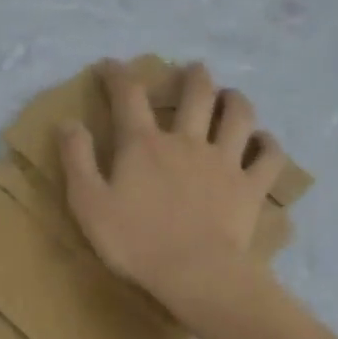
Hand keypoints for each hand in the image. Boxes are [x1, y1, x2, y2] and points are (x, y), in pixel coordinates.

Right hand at [60, 59, 285, 319]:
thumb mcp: (88, 203)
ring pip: (239, 116)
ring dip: (235, 99)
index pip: (129, 96)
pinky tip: (263, 141)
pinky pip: (269, 157)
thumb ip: (76, 160)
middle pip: (197, 94)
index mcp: (144, 145)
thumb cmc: (135, 241)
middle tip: (192, 70)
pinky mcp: (250, 187)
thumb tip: (68, 122)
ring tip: (231, 96)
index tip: (110, 66)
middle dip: (193, 76)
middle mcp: (187, 141)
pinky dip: (268, 144)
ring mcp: (224, 162)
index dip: (118, 75)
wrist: (194, 273)